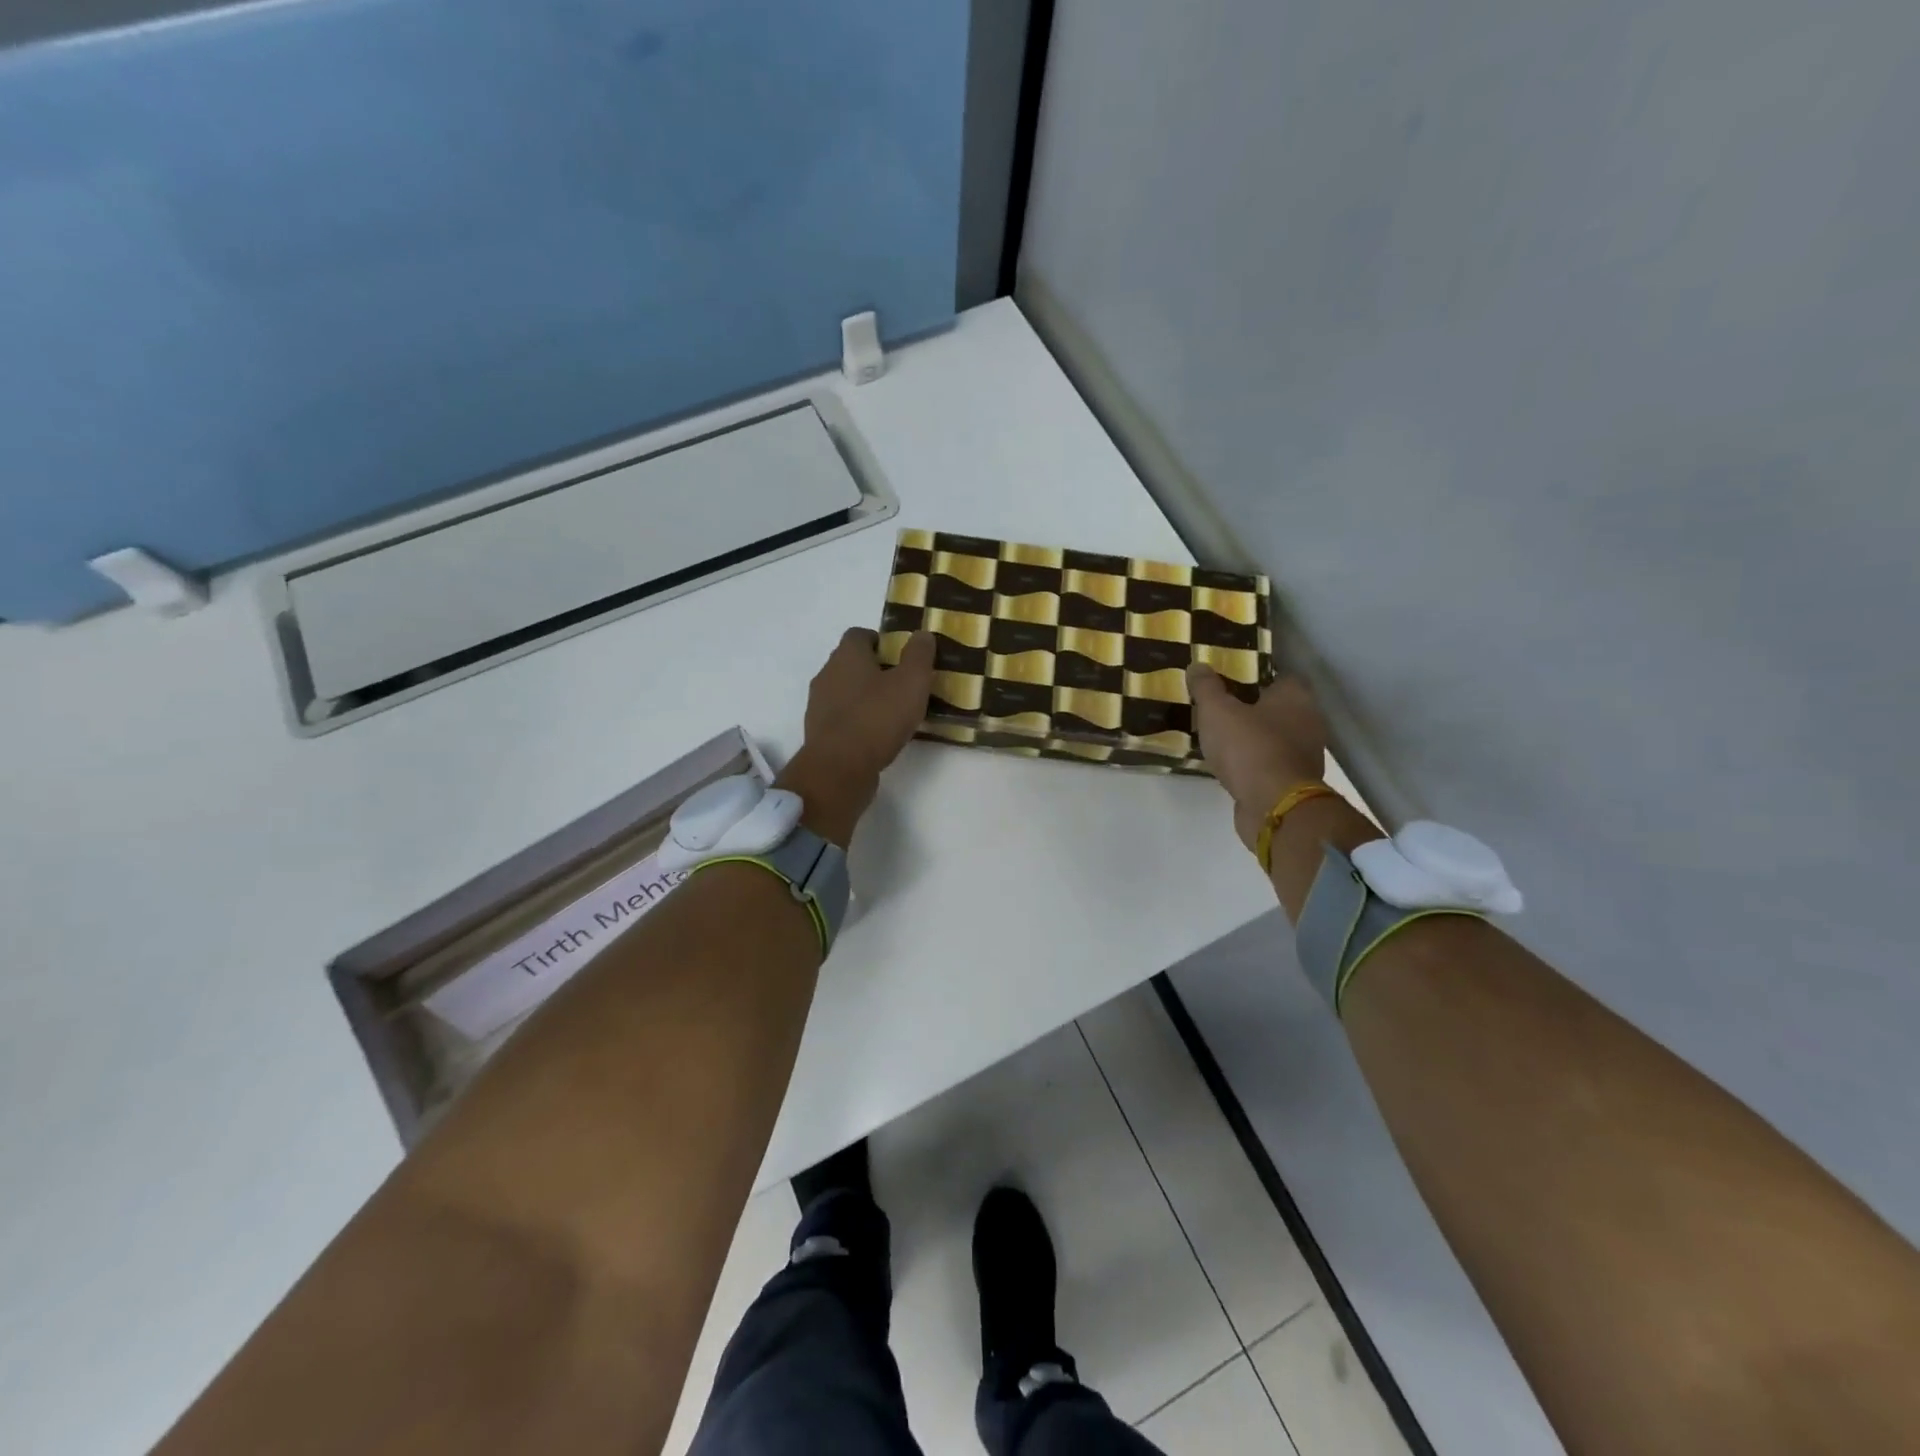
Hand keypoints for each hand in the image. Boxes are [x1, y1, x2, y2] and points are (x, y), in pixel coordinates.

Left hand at [777, 629, 936, 844]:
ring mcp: (819, 705)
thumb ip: (919, 655)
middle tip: (902, 684)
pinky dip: (858, 721)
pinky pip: (842, 718)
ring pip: (845, 691)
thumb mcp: (911, 682)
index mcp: (846, 655)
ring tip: (893, 713)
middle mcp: (827, 674)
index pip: (859, 635)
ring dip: (865, 697)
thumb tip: (922, 634)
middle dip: (875, 670)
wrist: (839, 768)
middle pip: (851, 663)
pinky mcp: (819, 733)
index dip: (881, 641)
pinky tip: (878, 736)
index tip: (902, 657)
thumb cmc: (877, 717)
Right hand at [1187, 666, 1329, 851]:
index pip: (1280, 676)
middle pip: (1278, 708)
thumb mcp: (1216, 711)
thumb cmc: (1249, 747)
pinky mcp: (1296, 782)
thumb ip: (1206, 687)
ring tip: (1222, 740)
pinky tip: (1232, 766)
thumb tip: (1197, 665)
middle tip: (1220, 710)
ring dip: (1254, 739)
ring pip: (1276, 737)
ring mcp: (1305, 754)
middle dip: (1252, 709)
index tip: (1230, 682)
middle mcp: (1309, 721)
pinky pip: (1271, 764)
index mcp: (1296, 696)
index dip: (1255, 677)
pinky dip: (1255, 764)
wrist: (1274, 806)